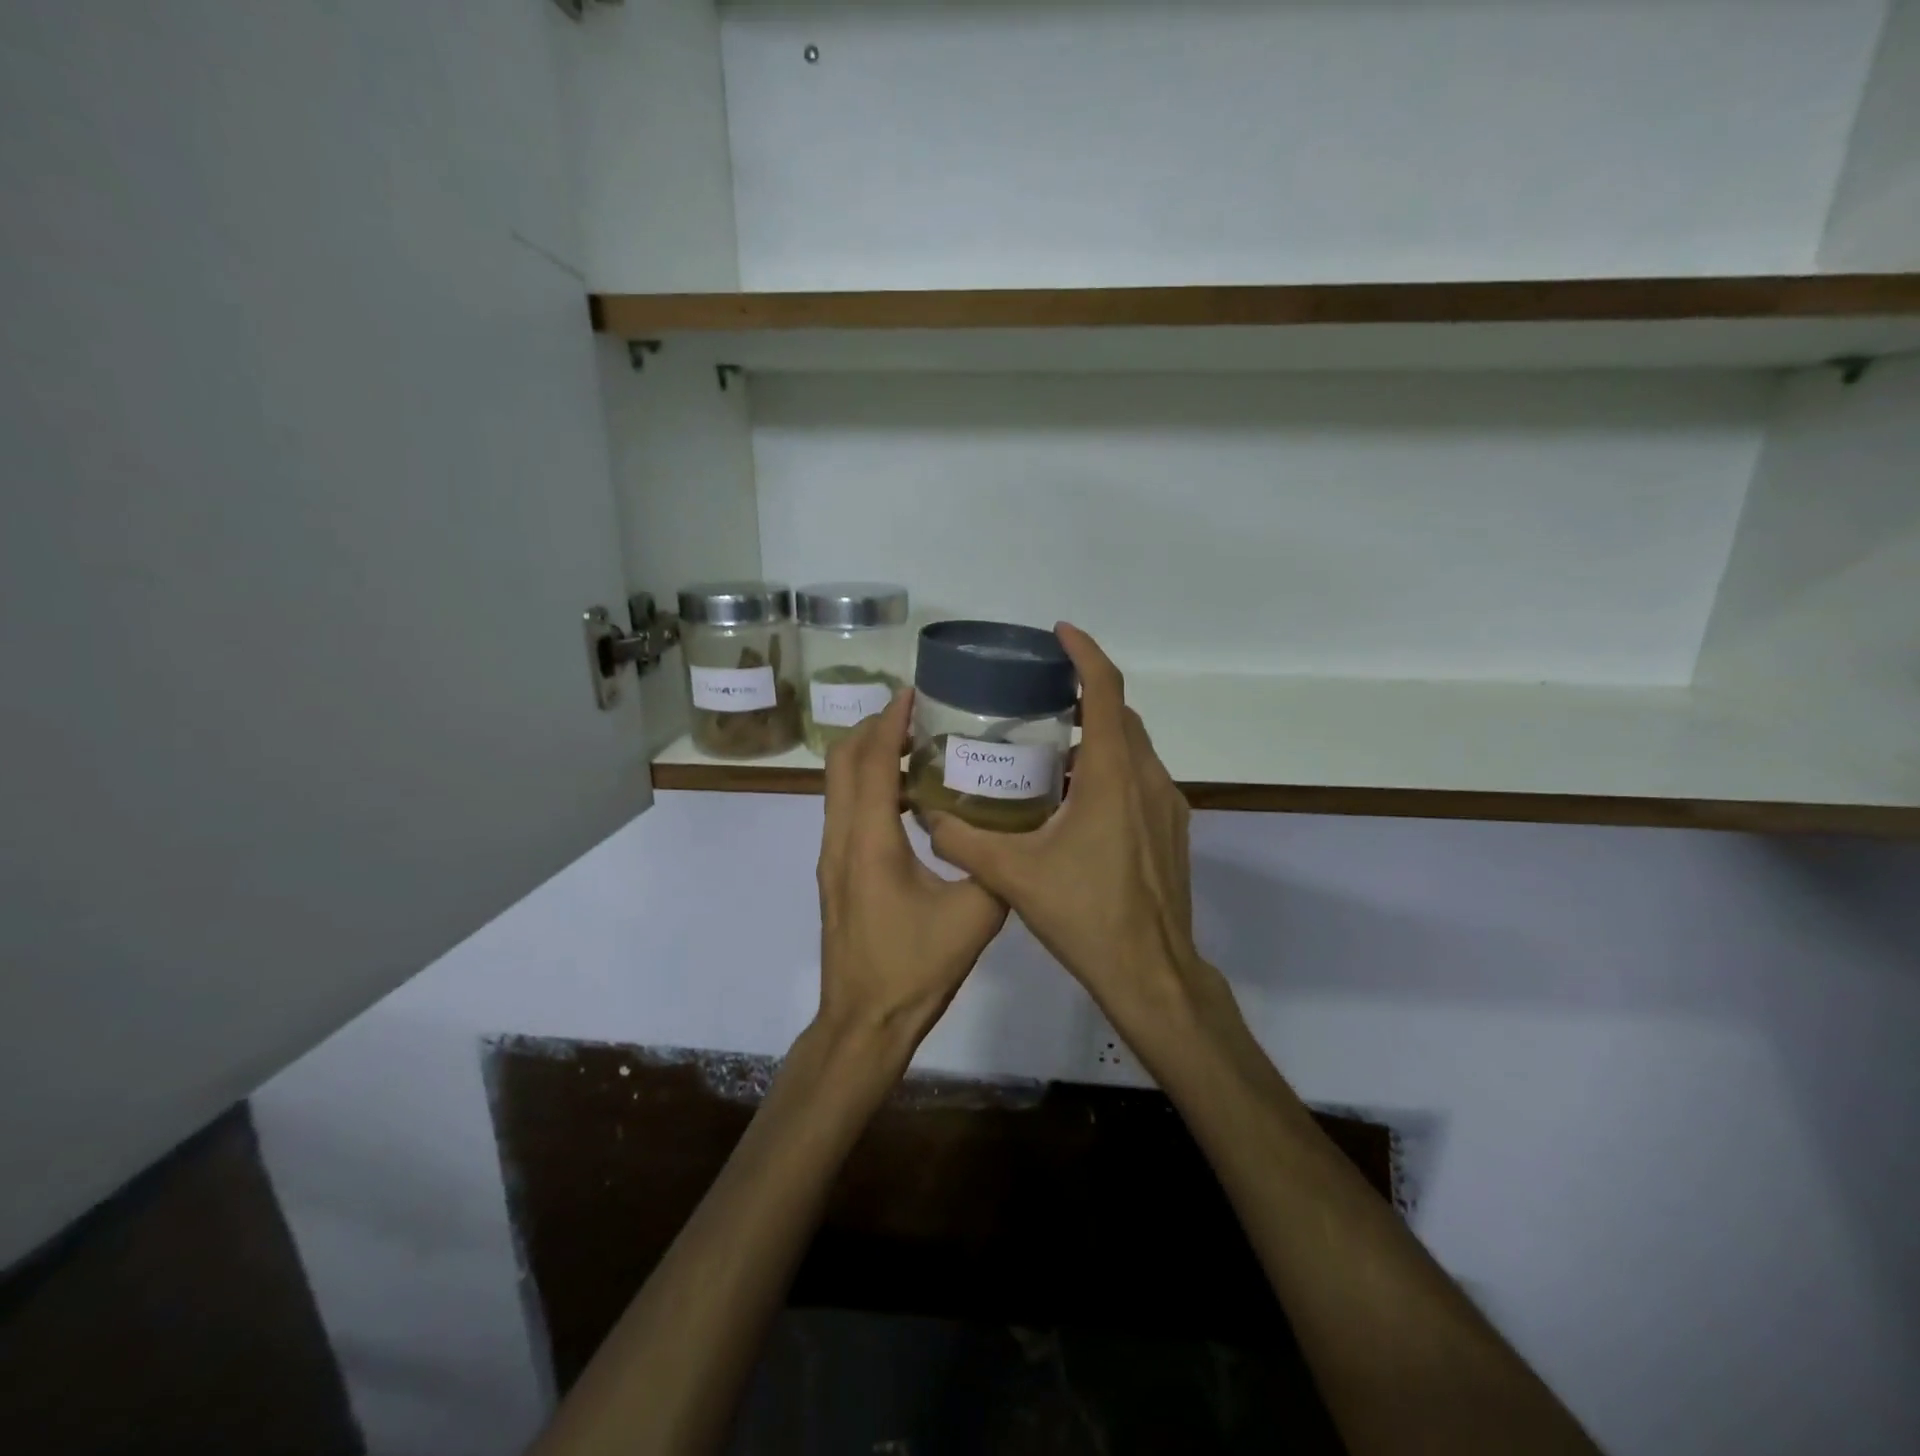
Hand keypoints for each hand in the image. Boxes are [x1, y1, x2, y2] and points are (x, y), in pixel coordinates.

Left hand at [815, 688, 1008, 1053]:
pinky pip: (845, 809)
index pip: (873, 762)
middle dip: (873, 729)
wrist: (863, 1021)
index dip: (889, 722)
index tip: (912, 691)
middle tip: (916, 714)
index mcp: (870, 840)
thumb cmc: (915, 968)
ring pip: (838, 785)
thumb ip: (994, 866)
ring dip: (869, 757)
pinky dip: (869, 786)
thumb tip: (1016, 831)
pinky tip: (910, 799)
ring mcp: (832, 856)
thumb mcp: (974, 916)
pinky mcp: (836, 873)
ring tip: (917, 746)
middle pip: (842, 762)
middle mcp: (841, 838)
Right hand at [925, 624, 1211, 1044]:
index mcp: (1111, 776)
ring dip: (1097, 734)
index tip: (1059, 633)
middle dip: (1084, 693)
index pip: (1105, 690)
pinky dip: (1111, 767)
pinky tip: (1076, 798)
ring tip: (1049, 745)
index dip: (1084, 653)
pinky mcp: (1173, 828)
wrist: (1151, 972)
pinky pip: (1141, 777)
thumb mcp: (1013, 876)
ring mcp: (1168, 804)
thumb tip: (927, 817)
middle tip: (1039, 695)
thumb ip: (963, 842)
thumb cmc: (1085, 915)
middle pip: (1120, 714)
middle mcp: (1147, 778)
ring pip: (1133, 747)